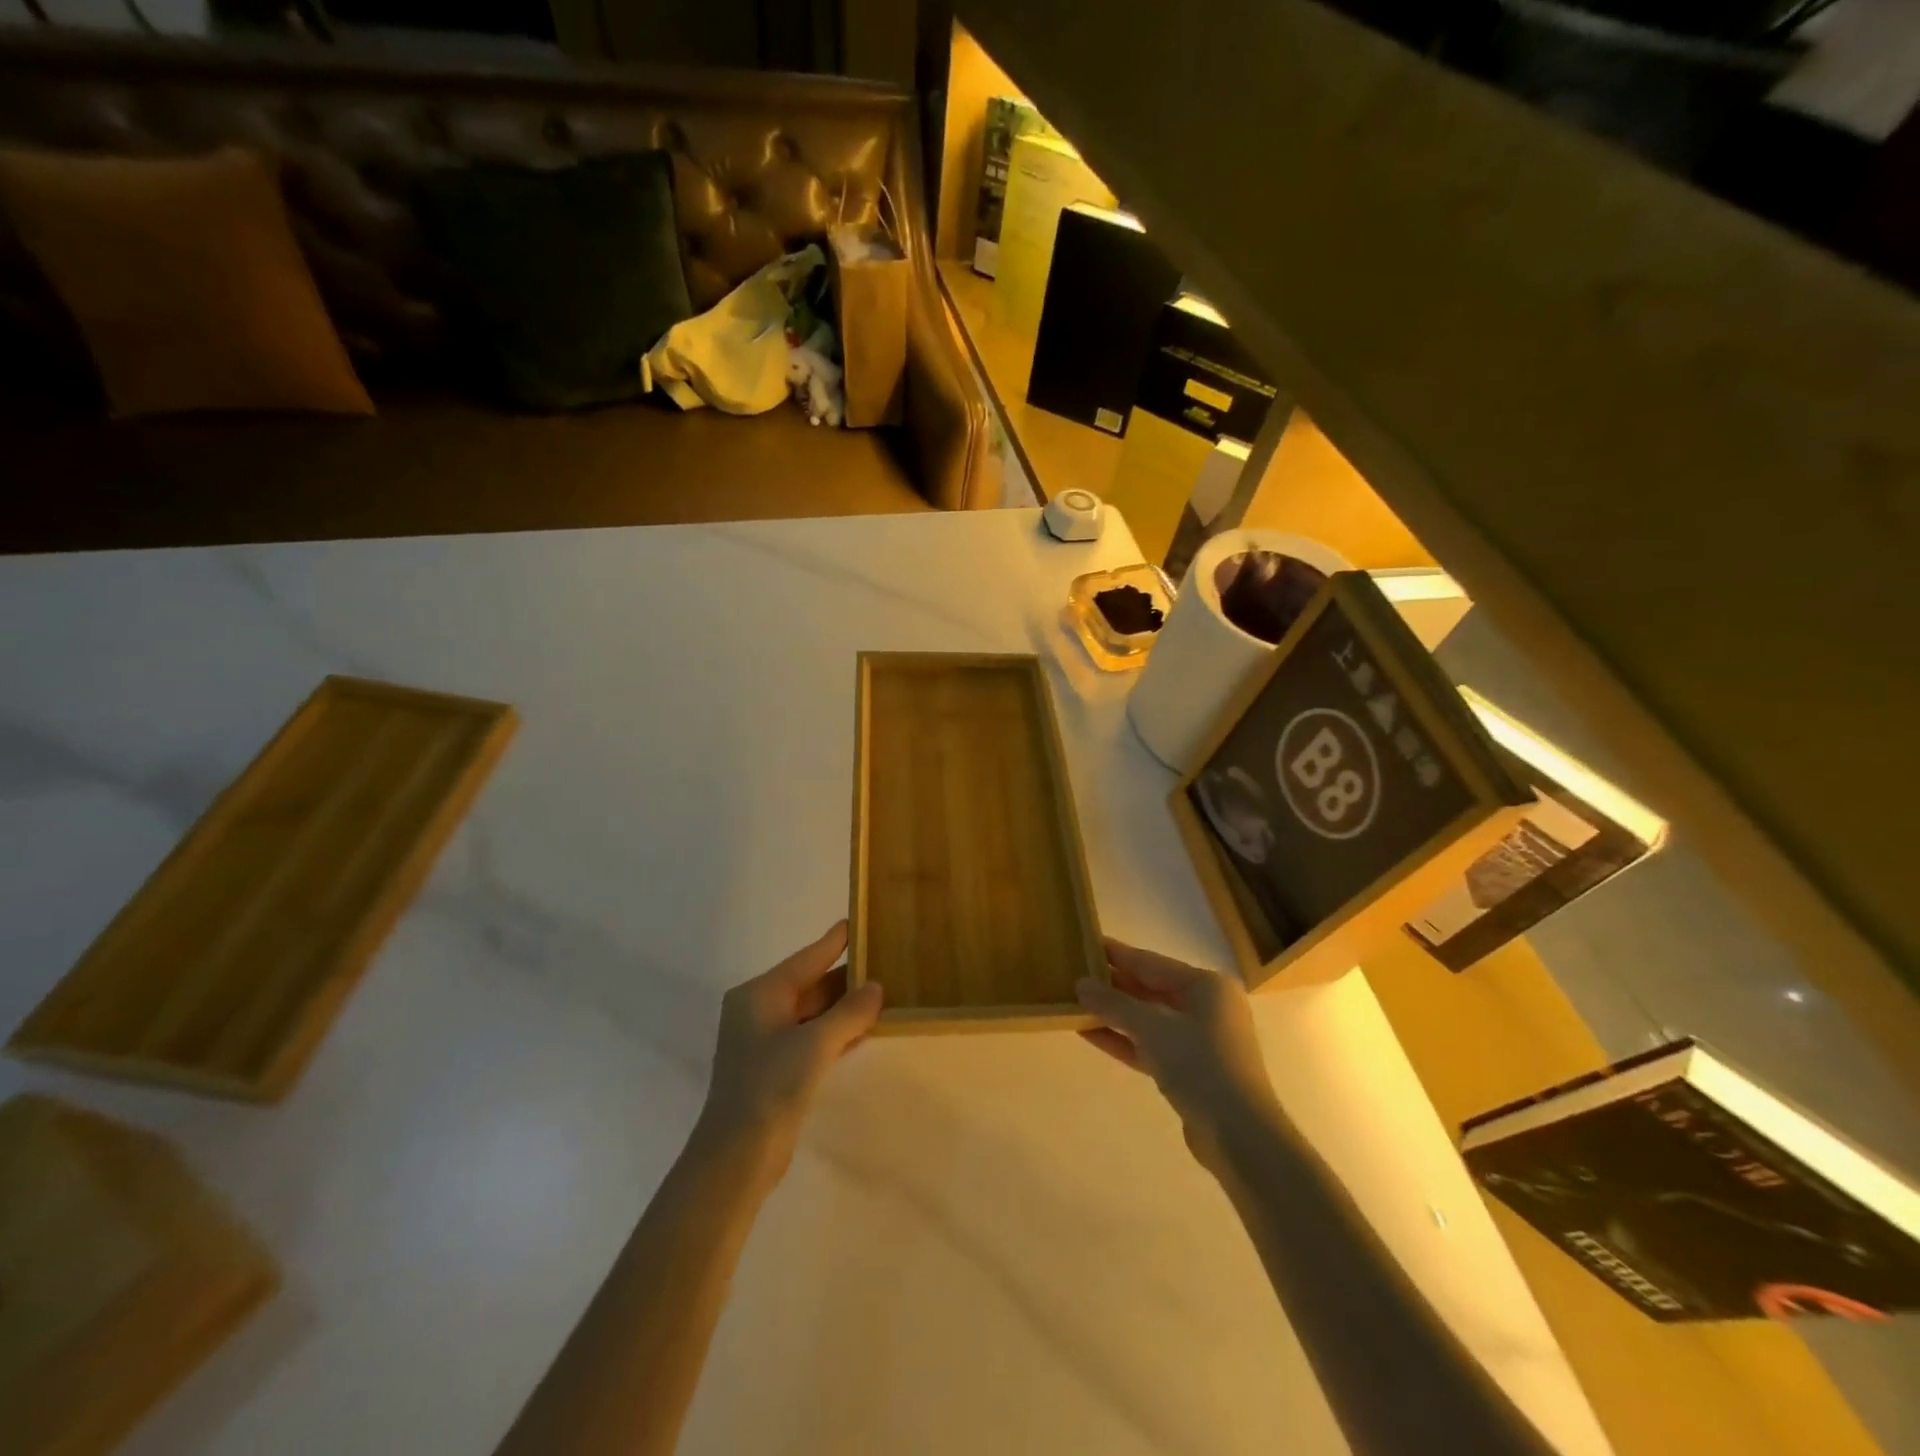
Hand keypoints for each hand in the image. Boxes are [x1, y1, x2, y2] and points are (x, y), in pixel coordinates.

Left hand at [696, 921, 882, 1178]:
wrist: (737, 1156)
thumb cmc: (771, 1086)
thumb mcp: (815, 1043)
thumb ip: (849, 1012)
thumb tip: (876, 987)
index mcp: (760, 994)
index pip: (806, 958)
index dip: (834, 942)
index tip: (857, 922)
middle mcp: (760, 1010)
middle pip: (810, 984)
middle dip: (846, 977)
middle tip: (884, 960)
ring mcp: (766, 1041)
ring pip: (813, 1012)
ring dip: (845, 1006)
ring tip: (884, 991)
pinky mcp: (776, 1068)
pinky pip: (812, 1036)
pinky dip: (837, 1030)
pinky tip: (865, 1028)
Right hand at [1076, 939, 1282, 1174]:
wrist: (1240, 1135)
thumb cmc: (1200, 1064)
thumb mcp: (1152, 1027)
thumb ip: (1114, 1004)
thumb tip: (1080, 984)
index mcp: (1206, 986)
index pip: (1151, 962)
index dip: (1117, 954)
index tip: (1086, 942)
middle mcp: (1206, 1007)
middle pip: (1150, 989)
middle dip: (1113, 985)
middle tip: (1074, 974)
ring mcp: (1199, 1040)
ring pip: (1148, 1019)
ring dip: (1114, 1014)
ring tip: (1075, 1003)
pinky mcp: (1190, 1070)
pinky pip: (1150, 1045)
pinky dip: (1124, 1039)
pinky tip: (1089, 1033)